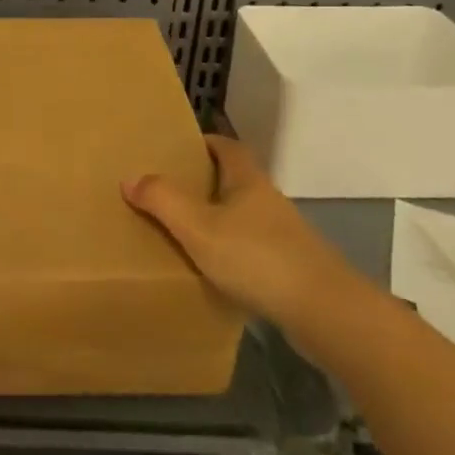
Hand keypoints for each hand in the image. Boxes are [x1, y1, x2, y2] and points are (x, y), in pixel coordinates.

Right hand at [121, 134, 363, 340]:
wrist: (324, 312)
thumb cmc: (257, 258)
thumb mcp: (198, 227)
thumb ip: (163, 201)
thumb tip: (130, 177)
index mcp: (248, 181)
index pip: (227, 147)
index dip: (204, 143)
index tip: (177, 149)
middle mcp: (268, 201)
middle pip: (235, 181)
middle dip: (205, 183)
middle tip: (170, 191)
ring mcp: (284, 236)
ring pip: (244, 217)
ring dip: (219, 220)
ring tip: (185, 232)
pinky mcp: (291, 268)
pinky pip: (253, 249)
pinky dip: (232, 252)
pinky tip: (215, 271)